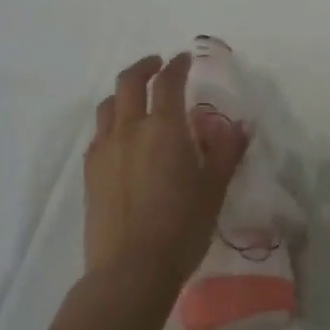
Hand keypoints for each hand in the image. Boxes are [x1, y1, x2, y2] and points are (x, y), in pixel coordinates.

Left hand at [84, 54, 248, 292]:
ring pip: (108, 105)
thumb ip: (226, 152)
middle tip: (157, 65)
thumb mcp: (214, 189)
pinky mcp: (89, 172)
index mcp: (164, 127)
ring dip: (123, 93)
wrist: (130, 270)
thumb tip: (240, 126)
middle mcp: (130, 129)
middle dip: (144, 66)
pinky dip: (111, 122)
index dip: (177, 65)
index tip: (183, 59)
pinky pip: (99, 133)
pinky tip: (121, 138)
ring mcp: (105, 149)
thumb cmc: (182, 227)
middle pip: (128, 82)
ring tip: (136, 99)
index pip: (168, 82)